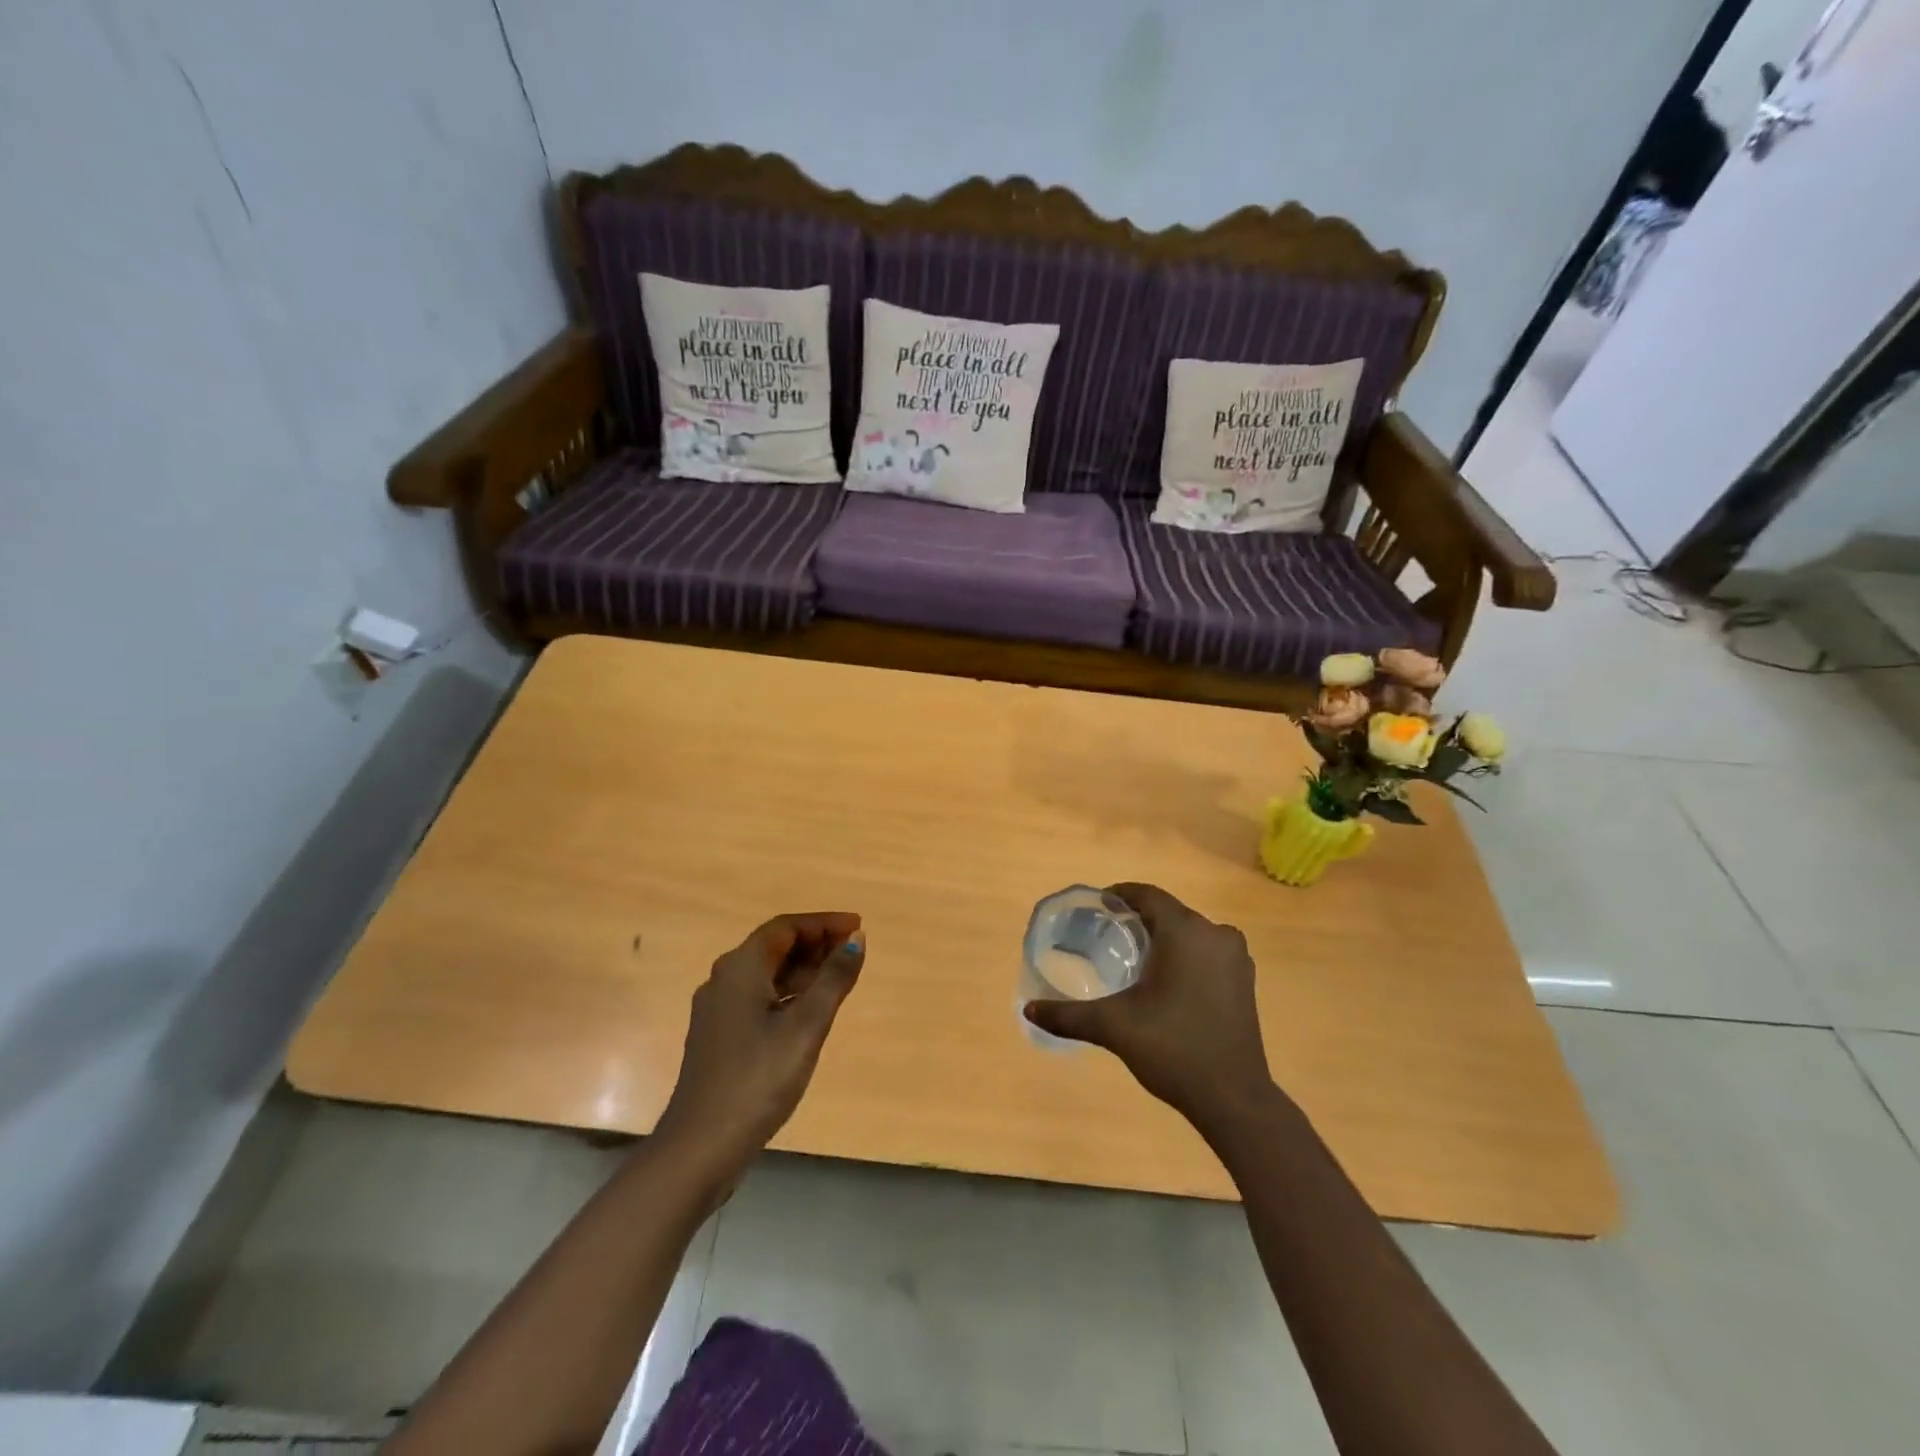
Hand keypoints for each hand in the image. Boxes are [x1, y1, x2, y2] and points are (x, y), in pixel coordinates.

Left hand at [655, 912, 864, 1173]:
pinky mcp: (719, 1037)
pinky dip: (788, 994)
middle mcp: (723, 980)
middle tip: (853, 952)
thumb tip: (856, 940)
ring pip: (766, 974)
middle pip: (774, 947)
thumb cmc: (758, 1079)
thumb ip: (834, 979)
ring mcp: (717, 1010)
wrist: (700, 1147)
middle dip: (815, 944)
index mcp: (740, 968)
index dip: (824, 922)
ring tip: (839, 979)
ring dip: (803, 970)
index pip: (786, 927)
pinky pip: (758, 997)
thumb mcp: (806, 1026)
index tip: (858, 927)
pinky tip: (809, 1012)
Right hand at [1023, 884, 1275, 1127]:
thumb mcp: (1114, 1027)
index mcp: (1185, 931)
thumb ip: (1069, 1015)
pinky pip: (1207, 951)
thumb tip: (1028, 1009)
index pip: (1148, 896)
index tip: (1097, 905)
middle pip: (1169, 912)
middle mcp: (1215, 934)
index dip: (1120, 895)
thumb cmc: (1173, 1049)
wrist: (1234, 1099)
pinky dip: (1185, 955)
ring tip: (1133, 956)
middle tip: (1107, 934)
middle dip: (1139, 919)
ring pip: (1190, 932)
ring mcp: (1236, 958)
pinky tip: (1166, 979)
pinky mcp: (1245, 980)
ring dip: (1164, 937)